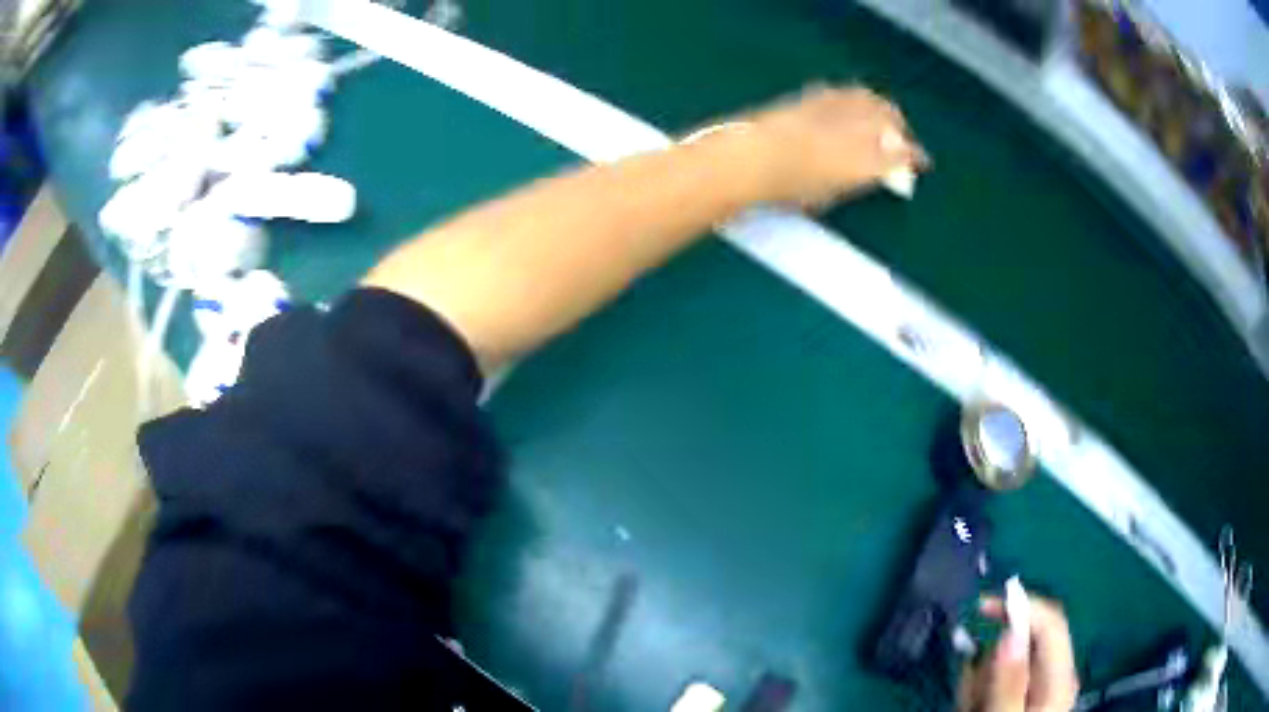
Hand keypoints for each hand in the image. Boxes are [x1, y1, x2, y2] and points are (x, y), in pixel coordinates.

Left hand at [742, 85, 926, 206]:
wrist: (751, 158)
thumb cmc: (788, 189)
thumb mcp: (829, 195)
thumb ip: (854, 181)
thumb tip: (868, 173)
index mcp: (867, 161)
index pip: (904, 154)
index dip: (916, 157)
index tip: (922, 162)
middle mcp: (857, 128)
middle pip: (891, 120)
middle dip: (902, 130)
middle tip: (905, 140)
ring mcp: (836, 108)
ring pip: (872, 101)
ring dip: (883, 109)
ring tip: (887, 117)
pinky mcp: (815, 97)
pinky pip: (847, 94)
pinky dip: (858, 99)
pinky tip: (856, 102)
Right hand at [957, 596, 1079, 711]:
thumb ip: (1009, 682)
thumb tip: (1009, 632)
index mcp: (1059, 677)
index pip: (1051, 621)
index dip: (1021, 605)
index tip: (981, 607)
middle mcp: (1054, 674)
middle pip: (1026, 641)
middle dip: (992, 658)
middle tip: (970, 690)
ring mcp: (1040, 686)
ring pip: (1007, 660)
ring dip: (982, 678)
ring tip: (971, 706)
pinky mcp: (1023, 696)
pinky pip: (1000, 679)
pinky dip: (981, 689)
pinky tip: (974, 706)